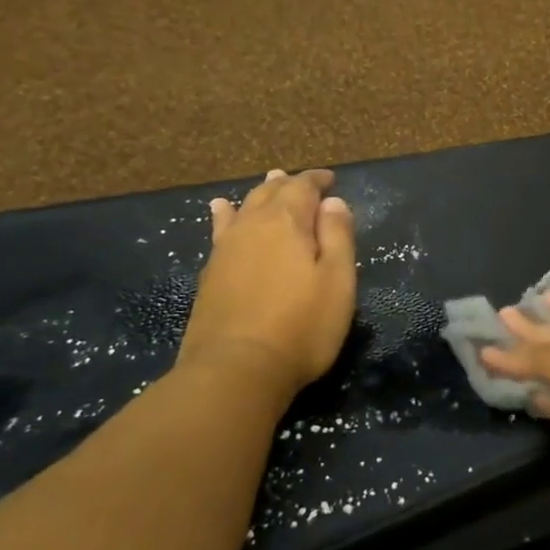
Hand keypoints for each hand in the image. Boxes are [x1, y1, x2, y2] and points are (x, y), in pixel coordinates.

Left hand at [177, 168, 356, 394]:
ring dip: (259, 194)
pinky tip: (221, 211)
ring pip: (244, 208)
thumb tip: (333, 202)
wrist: (236, 370)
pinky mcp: (211, 275)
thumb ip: (338, 236)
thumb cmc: (301, 326)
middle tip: (301, 181)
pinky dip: (226, 215)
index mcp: (287, 223)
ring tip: (268, 183)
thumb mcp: (338, 281)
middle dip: (288, 184)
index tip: (331, 179)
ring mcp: (226, 250)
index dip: (317, 180)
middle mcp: (252, 227)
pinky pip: (221, 230)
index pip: (302, 187)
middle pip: (270, 193)